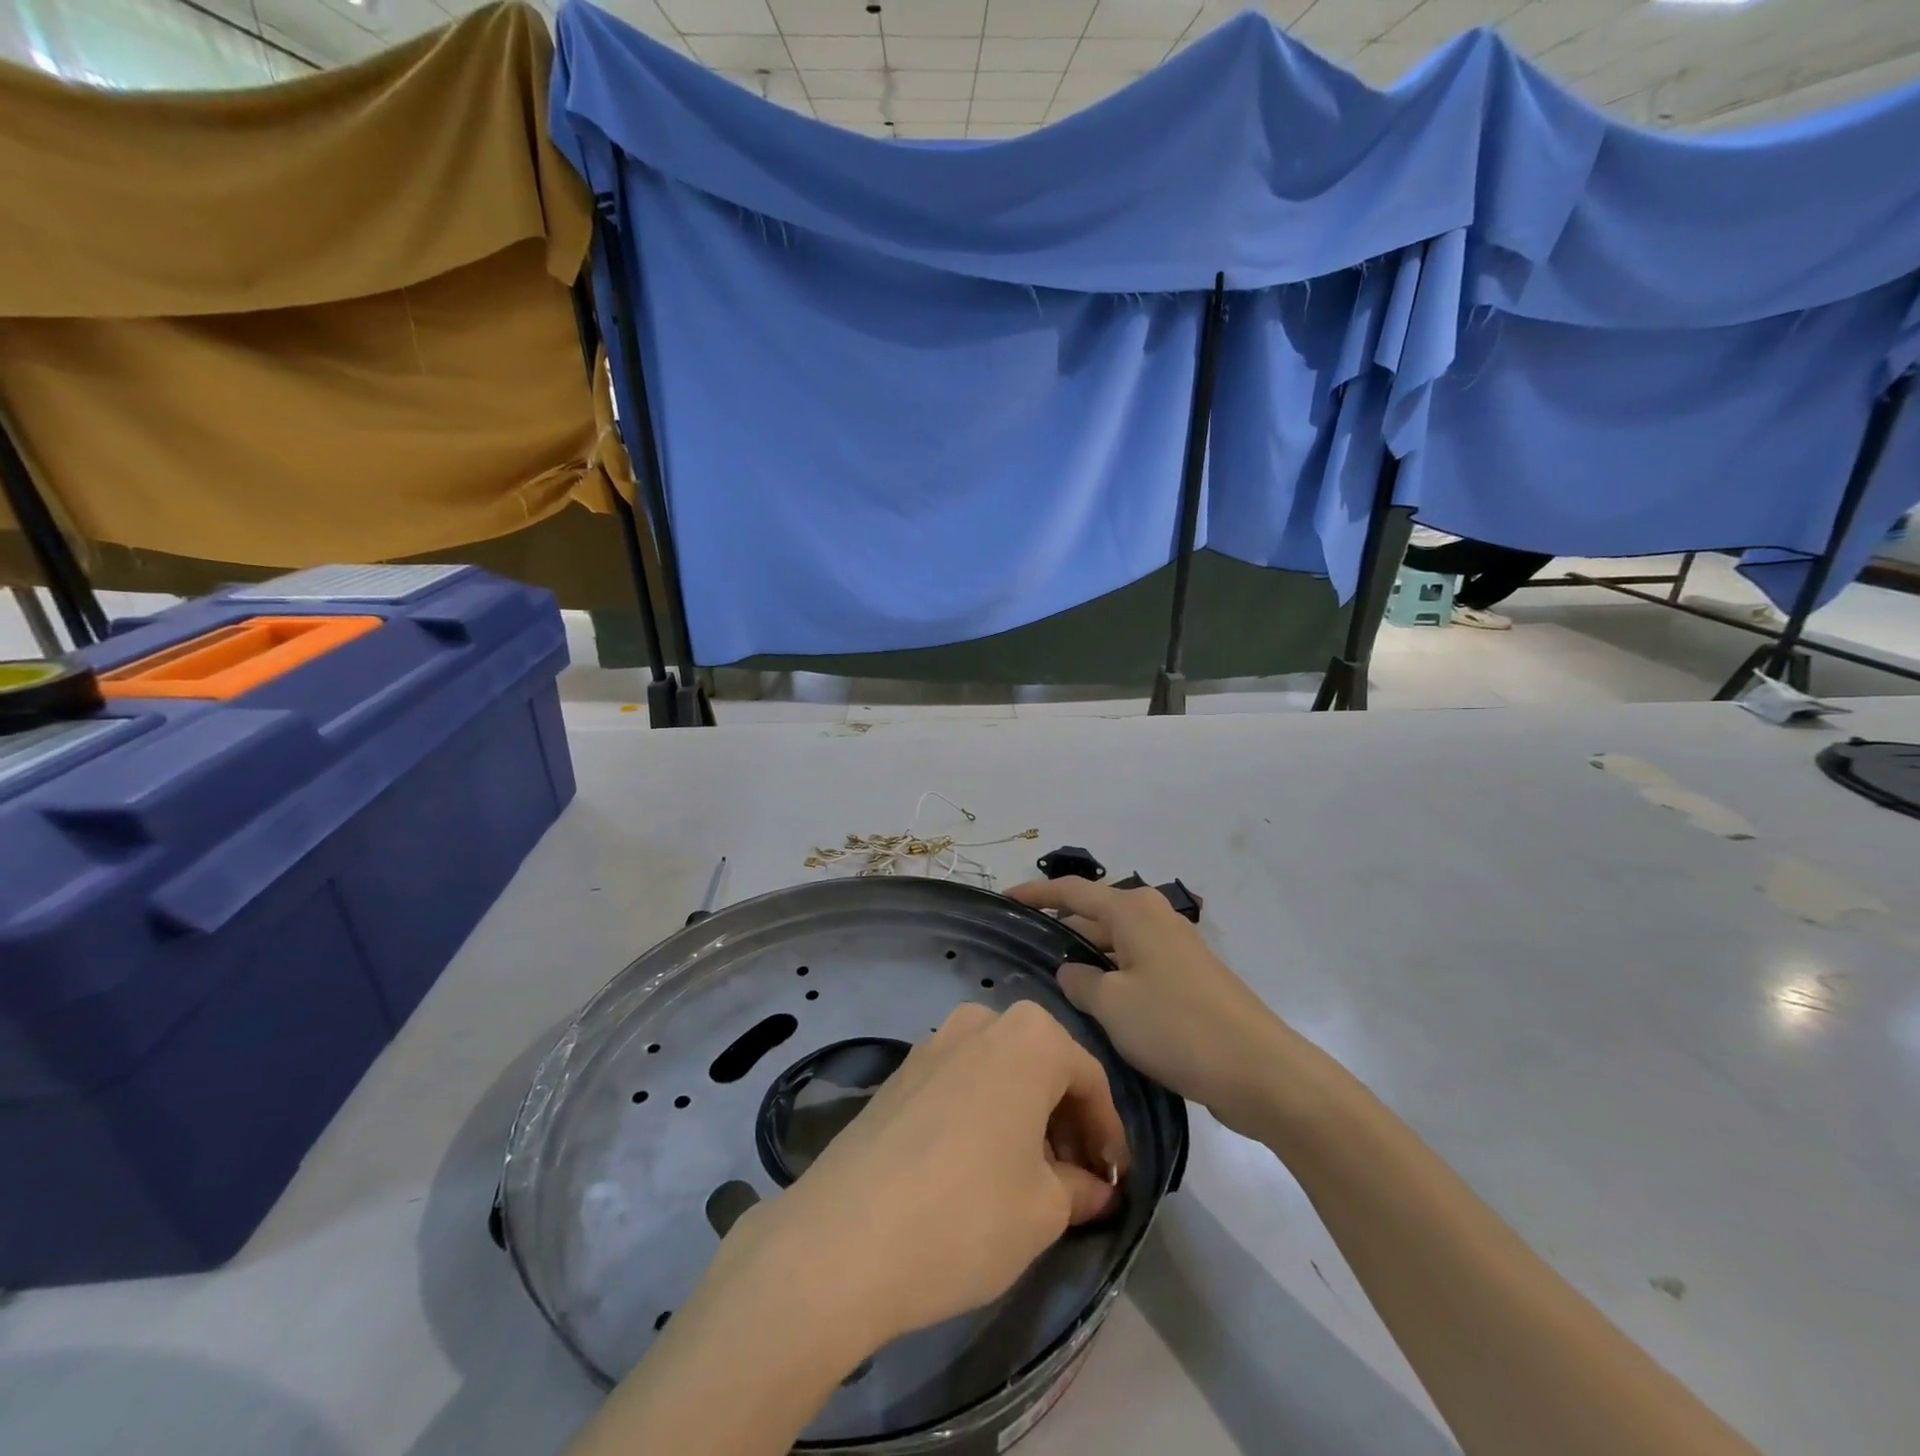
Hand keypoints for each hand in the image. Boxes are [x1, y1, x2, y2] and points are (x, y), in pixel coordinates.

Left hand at [720, 1001, 1129, 1357]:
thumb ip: (1079, 1188)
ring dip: (1024, 1117)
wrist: (842, 1238)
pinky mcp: (900, 1071)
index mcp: (1029, 1036)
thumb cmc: (967, 1215)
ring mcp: (933, 1042)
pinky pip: (961, 1082)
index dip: (1108, 1133)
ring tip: (1030, 1178)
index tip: (1115, 1181)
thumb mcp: (1043, 1211)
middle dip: (1066, 1122)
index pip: (1089, 1079)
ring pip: (1000, 1072)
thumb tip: (1094, 1186)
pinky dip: (984, 1113)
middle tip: (1076, 1182)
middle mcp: (981, 1020)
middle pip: (1043, 1067)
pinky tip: (979, 1167)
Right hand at [1007, 877, 1306, 1137]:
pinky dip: (1110, 976)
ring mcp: (1173, 947)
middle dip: (1060, 929)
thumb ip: (1079, 982)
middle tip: (1021, 950)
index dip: (1036, 893)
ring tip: (1048, 981)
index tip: (1004, 898)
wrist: (1258, 1069)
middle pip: (1095, 914)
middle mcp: (1154, 917)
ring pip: (1115, 943)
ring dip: (1085, 958)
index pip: (1073, 891)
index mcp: (1133, 911)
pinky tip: (1093, 1004)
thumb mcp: (1112, 1004)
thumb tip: (1070, 971)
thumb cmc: (1176, 1026)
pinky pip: (1134, 965)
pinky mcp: (1187, 977)